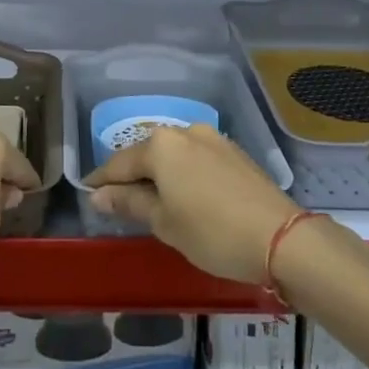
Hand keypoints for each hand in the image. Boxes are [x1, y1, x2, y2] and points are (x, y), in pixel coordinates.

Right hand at [85, 126, 298, 283]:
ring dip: (160, 174)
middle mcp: (185, 131)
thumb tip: (99, 195)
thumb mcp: (164, 223)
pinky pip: (197, 159)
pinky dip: (184, 174)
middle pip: (148, 153)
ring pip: (174, 154)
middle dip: (132, 175)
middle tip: (118, 199)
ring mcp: (213, 139)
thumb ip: (129, 204)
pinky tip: (185, 194)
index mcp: (162, 145)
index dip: (101, 180)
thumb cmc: (212, 232)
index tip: (87, 192)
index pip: (120, 162)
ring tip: (152, 199)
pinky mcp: (234, 152)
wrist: (281, 237)